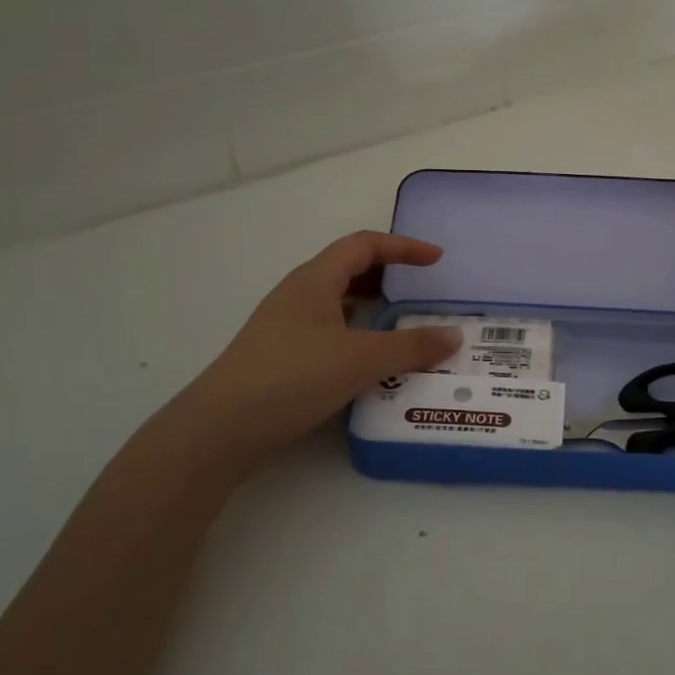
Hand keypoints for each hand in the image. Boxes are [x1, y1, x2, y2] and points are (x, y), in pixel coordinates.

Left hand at [147, 232, 461, 472]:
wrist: (221, 429)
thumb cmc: (293, 377)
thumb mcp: (362, 360)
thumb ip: (412, 347)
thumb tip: (454, 336)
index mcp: (315, 280)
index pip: (364, 245)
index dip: (403, 246)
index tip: (436, 259)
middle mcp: (297, 295)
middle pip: (347, 269)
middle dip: (386, 273)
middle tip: (418, 289)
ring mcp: (284, 326)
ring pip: (335, 302)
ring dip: (369, 306)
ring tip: (399, 324)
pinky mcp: (279, 356)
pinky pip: (326, 330)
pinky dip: (354, 333)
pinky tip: (367, 360)